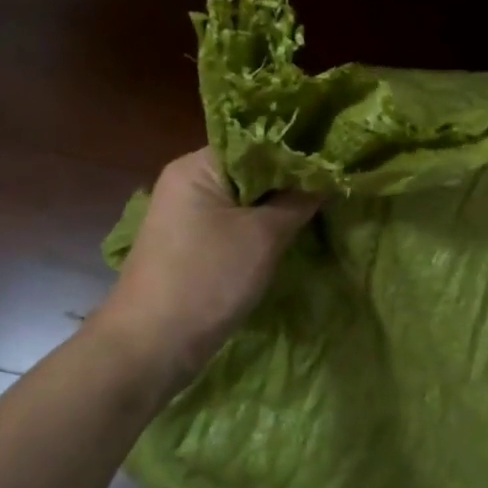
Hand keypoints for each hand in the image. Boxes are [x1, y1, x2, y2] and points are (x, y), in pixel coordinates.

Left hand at [90, 149, 319, 383]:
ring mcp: (187, 215)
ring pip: (246, 199)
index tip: (335, 160)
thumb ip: (299, 200)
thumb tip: (328, 174)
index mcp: (197, 166)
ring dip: (279, 206)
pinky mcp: (192, 244)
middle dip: (291, 180)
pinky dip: (263, 227)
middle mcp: (188, 182)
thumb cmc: (208, 280)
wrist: (151, 347)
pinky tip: (293, 233)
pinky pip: (235, 223)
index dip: (297, 150)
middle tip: (336, 185)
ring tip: (323, 206)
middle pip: (252, 169)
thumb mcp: (264, 236)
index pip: (257, 141)